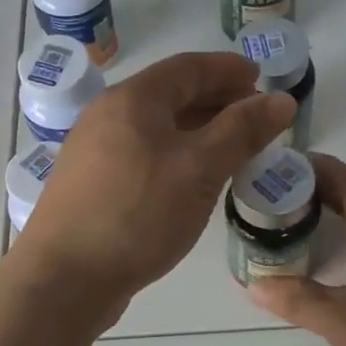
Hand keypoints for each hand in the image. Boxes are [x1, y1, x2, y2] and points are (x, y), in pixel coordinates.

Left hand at [18, 53, 294, 320]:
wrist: (64, 277)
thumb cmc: (138, 214)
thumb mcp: (200, 169)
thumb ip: (242, 131)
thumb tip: (281, 100)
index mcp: (132, 99)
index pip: (187, 67)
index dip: (227, 69)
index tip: (261, 78)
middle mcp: (107, 116)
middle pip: (169, 95)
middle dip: (215, 100)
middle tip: (253, 116)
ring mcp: (94, 152)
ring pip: (155, 129)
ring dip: (196, 131)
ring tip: (232, 149)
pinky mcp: (91, 186)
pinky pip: (142, 155)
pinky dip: (174, 156)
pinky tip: (192, 181)